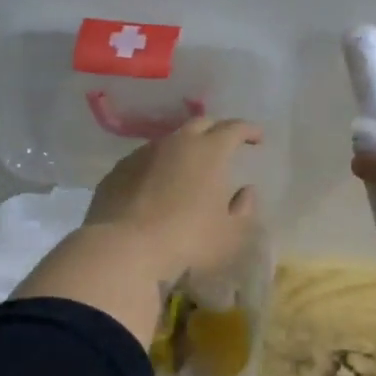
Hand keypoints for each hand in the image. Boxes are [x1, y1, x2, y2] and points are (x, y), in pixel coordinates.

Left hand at [85, 117, 262, 282]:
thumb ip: (244, 209)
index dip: (248, 130)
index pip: (234, 128)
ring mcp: (142, 154)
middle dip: (217, 130)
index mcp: (209, 151)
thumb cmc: (187, 241)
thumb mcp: (230, 234)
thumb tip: (246, 191)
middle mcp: (176, 143)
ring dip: (184, 148)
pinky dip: (158, 166)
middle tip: (225, 144)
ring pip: (169, 141)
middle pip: (200, 124)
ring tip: (189, 167)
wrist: (122, 250)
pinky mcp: (118, 171)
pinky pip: (144, 160)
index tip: (257, 137)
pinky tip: (157, 186)